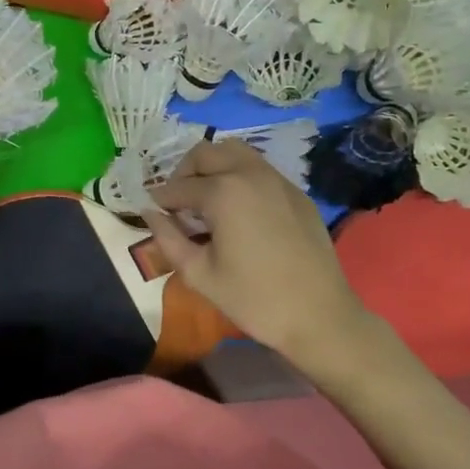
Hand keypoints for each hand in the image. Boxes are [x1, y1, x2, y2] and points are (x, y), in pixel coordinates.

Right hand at [141, 139, 392, 367]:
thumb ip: (167, 238)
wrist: (320, 317)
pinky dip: (239, 176)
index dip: (160, 200)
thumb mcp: (199, 274)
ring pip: (234, 151)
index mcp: (223, 192)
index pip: (178, 186)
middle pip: (205, 153)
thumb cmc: (254, 299)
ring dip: (213, 167)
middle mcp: (249, 173)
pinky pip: (259, 169)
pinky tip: (238, 210)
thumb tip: (148, 213)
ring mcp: (277, 180)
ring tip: (206, 199)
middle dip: (184, 173)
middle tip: (178, 203)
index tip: (151, 212)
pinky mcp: (296, 192)